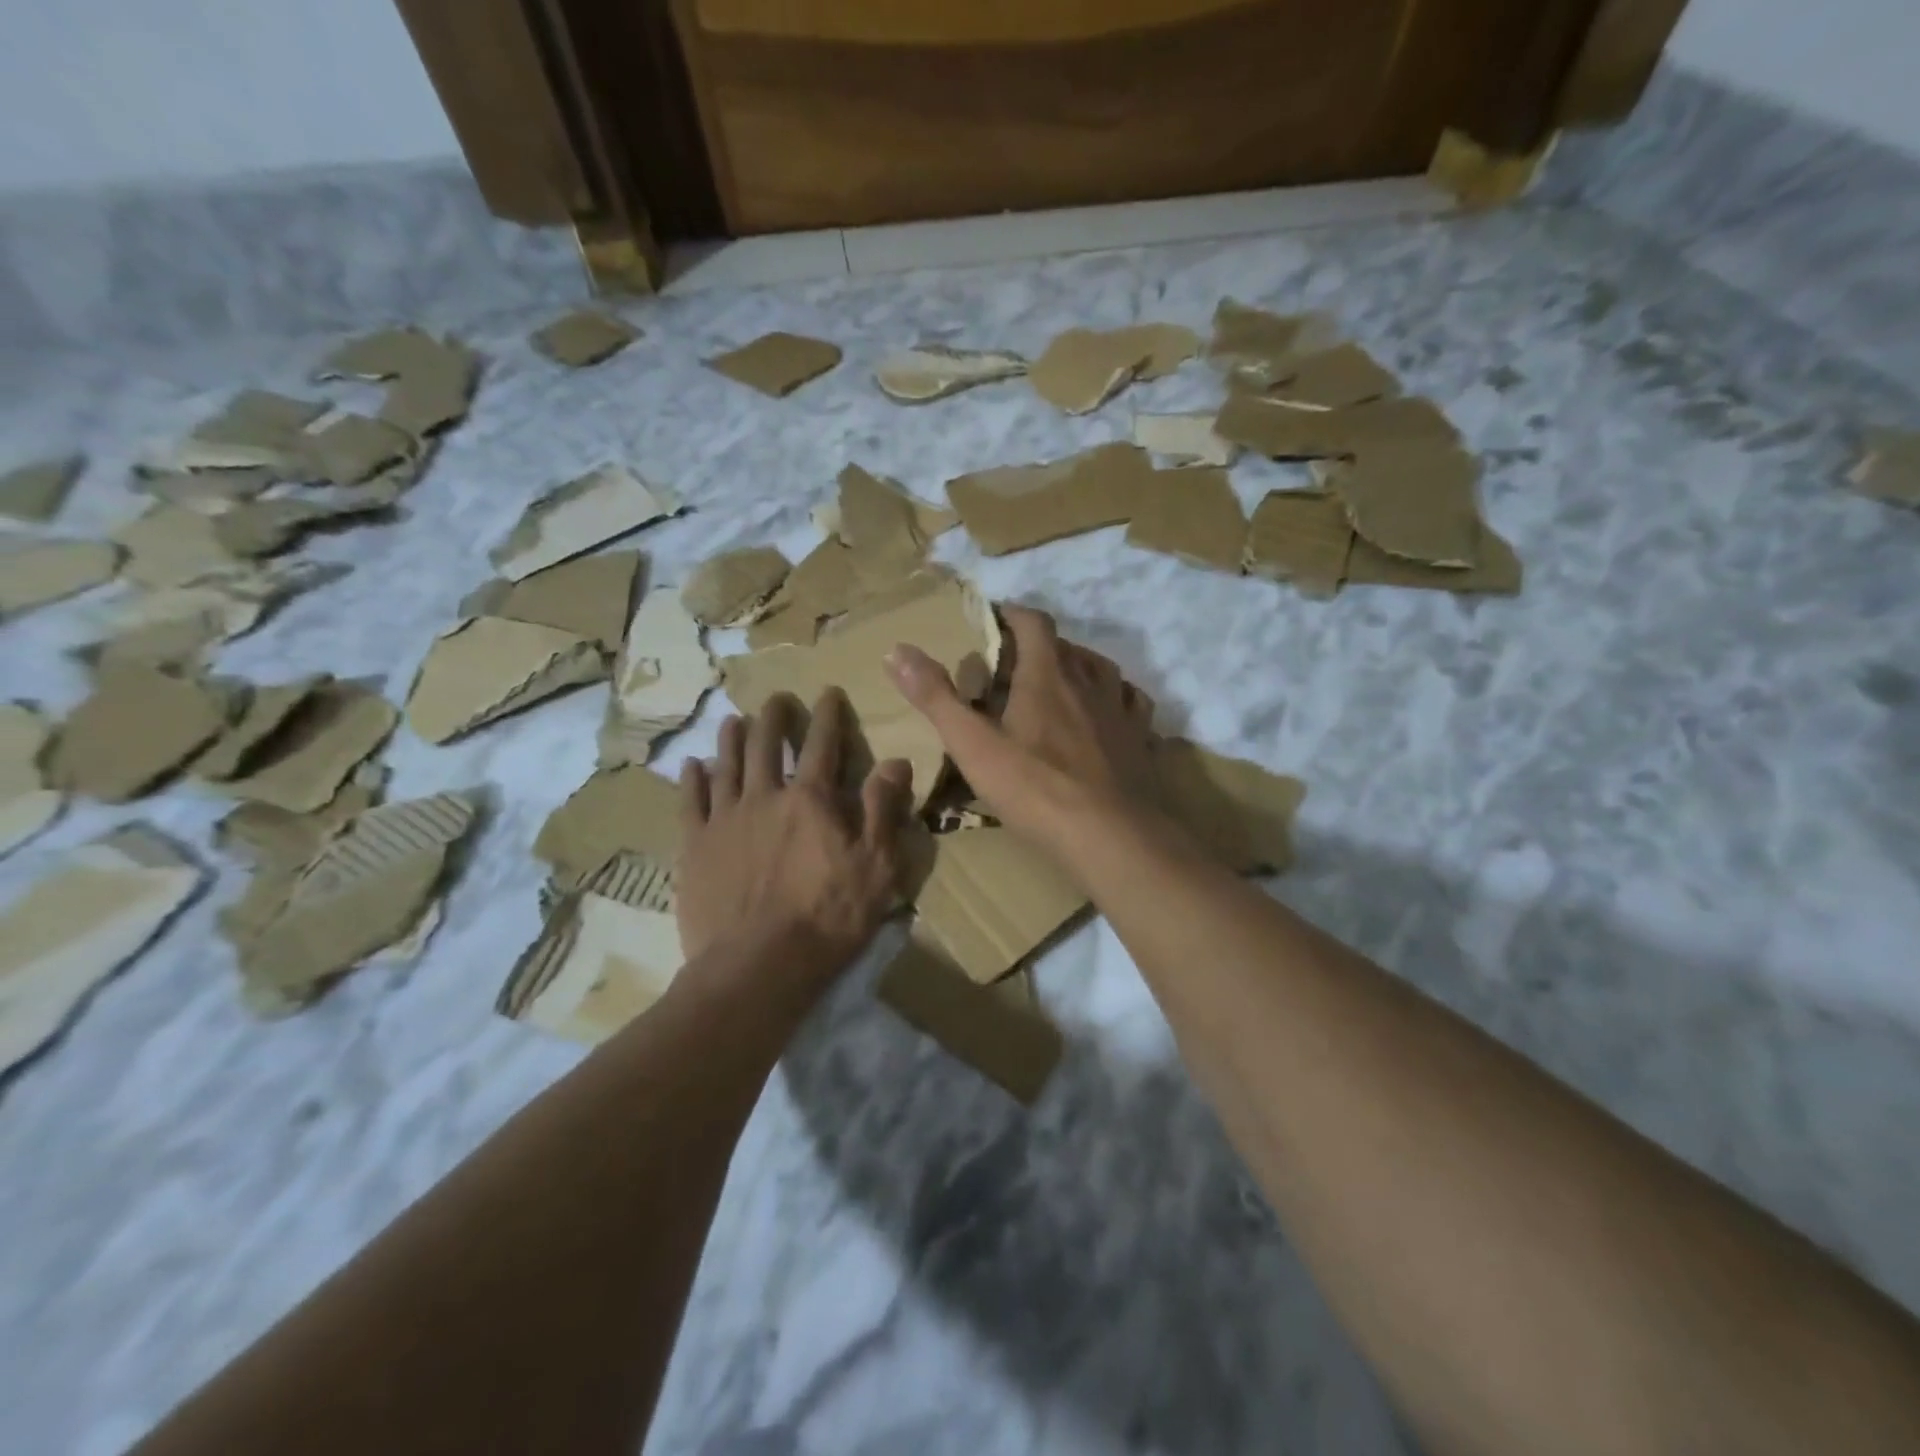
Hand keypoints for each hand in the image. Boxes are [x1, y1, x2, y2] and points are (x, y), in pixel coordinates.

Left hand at [675, 689, 913, 981]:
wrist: (757, 966)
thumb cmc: (827, 918)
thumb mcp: (876, 868)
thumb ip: (884, 810)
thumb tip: (896, 760)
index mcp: (810, 800)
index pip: (821, 744)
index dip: (826, 715)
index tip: (827, 692)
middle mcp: (764, 797)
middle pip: (765, 744)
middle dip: (774, 717)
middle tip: (777, 699)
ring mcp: (724, 820)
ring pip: (725, 764)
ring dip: (731, 738)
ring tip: (734, 720)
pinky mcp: (694, 846)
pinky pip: (689, 801)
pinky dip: (692, 779)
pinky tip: (692, 766)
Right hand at [884, 606, 1156, 852]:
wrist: (1112, 836)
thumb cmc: (1037, 789)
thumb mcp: (973, 746)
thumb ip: (935, 697)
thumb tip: (896, 650)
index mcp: (1046, 675)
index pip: (1033, 623)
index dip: (1013, 614)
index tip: (995, 618)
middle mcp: (1088, 681)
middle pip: (1065, 646)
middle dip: (1039, 646)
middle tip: (1015, 664)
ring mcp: (1120, 709)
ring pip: (1101, 669)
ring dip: (1078, 667)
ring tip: (1059, 683)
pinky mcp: (1141, 738)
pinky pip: (1130, 702)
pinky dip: (1114, 698)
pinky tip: (1107, 714)